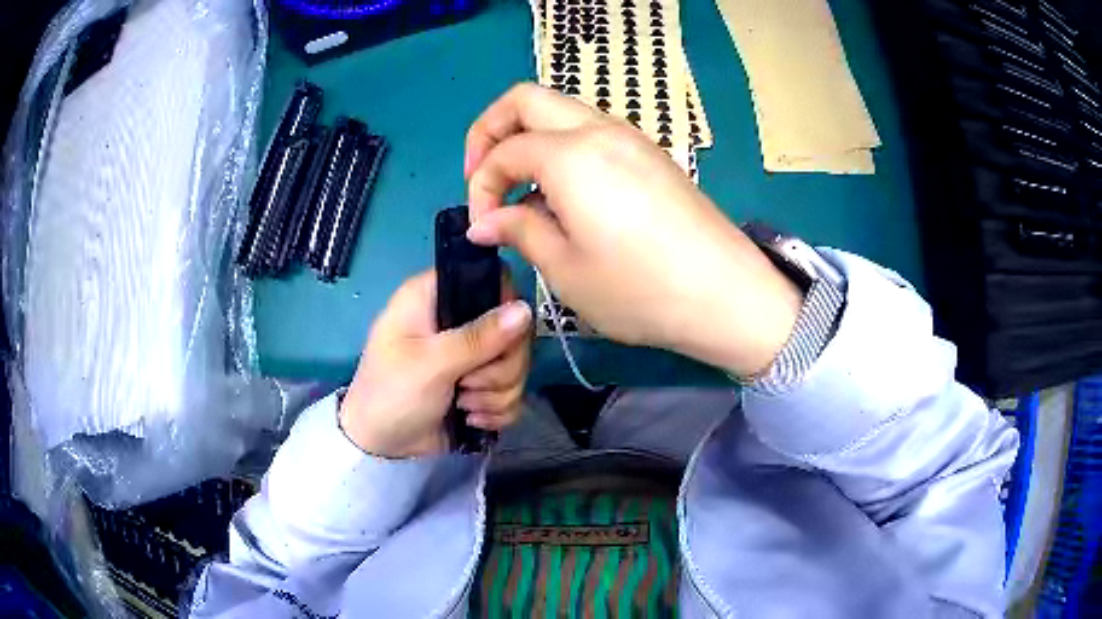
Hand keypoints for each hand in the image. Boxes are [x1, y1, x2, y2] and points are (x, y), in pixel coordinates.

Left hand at [338, 270, 531, 457]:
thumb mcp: (430, 364)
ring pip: (516, 363)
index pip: (492, 279)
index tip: (503, 337)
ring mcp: (471, 355)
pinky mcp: (481, 385)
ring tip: (464, 405)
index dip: (506, 305)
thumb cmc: (391, 393)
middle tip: (469, 383)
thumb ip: (478, 338)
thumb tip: (525, 309)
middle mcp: (457, 319)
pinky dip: (498, 409)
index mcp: (436, 297)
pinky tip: (473, 419)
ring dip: (496, 392)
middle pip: (513, 328)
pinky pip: (513, 390)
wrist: (382, 447)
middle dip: (500, 366)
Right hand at [463, 84, 801, 377]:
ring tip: (525, 193)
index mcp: (570, 154)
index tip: (483, 227)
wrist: (726, 293)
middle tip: (484, 177)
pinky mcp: (650, 154)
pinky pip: (591, 132)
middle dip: (491, 132)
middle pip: (526, 100)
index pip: (504, 151)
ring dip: (529, 139)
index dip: (481, 187)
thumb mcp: (566, 269)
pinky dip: (563, 149)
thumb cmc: (640, 289)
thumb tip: (485, 221)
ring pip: (561, 111)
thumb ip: (518, 231)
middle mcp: (599, 130)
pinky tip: (567, 196)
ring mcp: (630, 137)